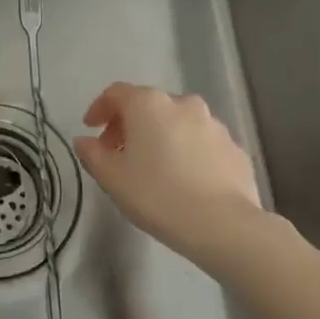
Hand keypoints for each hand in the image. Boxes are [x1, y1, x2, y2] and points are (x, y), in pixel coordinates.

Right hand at [75, 82, 261, 261]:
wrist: (223, 225)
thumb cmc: (157, 195)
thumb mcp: (112, 178)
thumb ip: (92, 154)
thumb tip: (85, 141)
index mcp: (149, 104)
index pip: (116, 93)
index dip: (99, 108)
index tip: (91, 129)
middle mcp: (183, 104)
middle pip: (148, 106)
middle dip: (130, 125)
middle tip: (118, 153)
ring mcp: (214, 125)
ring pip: (178, 123)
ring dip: (161, 138)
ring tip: (153, 169)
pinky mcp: (234, 149)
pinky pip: (202, 144)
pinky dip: (188, 153)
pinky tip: (184, 181)